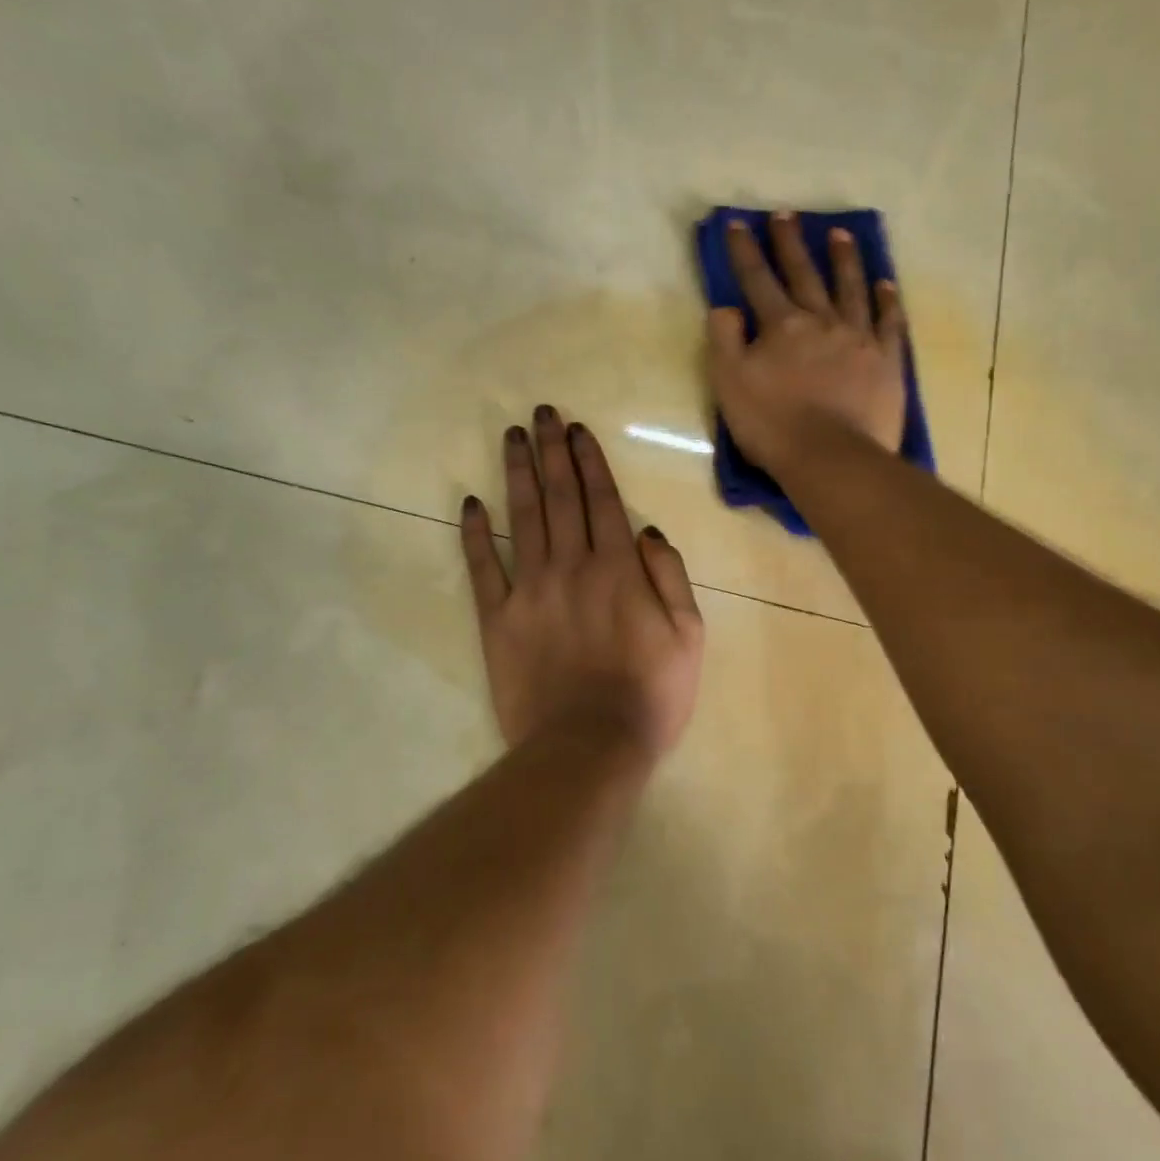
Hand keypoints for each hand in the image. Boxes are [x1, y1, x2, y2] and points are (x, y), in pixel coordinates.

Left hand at [461, 407, 704, 761]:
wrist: (590, 746)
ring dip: (517, 474)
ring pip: (523, 519)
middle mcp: (572, 567)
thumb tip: (646, 530)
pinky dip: (475, 534)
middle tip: (542, 414)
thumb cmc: (651, 694)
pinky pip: (483, 568)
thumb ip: (670, 576)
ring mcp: (530, 590)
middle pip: (560, 497)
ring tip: (512, 438)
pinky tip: (470, 503)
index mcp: (619, 569)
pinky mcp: (498, 619)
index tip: (577, 430)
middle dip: (552, 451)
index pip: (602, 500)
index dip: (589, 461)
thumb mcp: (689, 636)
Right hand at [706, 213, 907, 473]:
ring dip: (843, 259)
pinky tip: (885, 284)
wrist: (831, 457)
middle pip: (804, 273)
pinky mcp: (886, 360)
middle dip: (790, 243)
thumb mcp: (729, 384)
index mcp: (781, 326)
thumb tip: (726, 307)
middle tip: (786, 214)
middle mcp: (821, 320)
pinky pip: (889, 322)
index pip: (757, 279)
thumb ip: (724, 341)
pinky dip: (887, 300)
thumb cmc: (773, 425)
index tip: (738, 223)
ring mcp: (858, 338)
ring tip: (840, 234)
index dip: (745, 251)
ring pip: (851, 287)